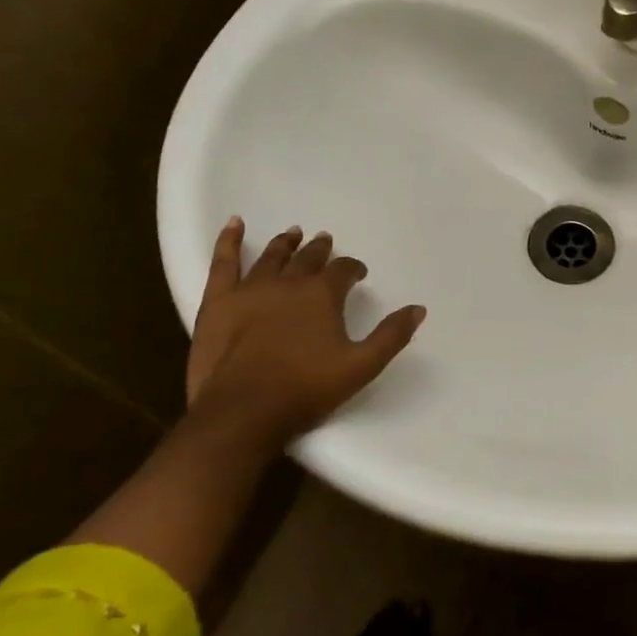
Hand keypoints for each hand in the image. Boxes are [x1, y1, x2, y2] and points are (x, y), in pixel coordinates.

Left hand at [186, 218, 425, 436]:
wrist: (243, 411)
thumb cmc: (306, 389)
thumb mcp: (362, 366)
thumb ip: (391, 335)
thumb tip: (418, 309)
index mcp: (323, 295)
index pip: (344, 270)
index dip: (353, 269)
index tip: (359, 273)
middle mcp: (289, 283)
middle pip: (308, 258)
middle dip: (320, 250)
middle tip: (325, 240)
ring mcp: (250, 289)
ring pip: (272, 257)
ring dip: (285, 243)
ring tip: (293, 234)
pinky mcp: (218, 301)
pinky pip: (223, 262)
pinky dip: (228, 241)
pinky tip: (234, 224)